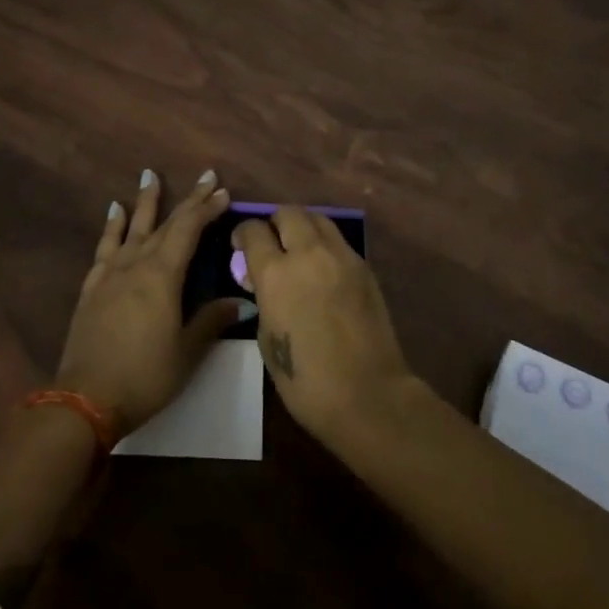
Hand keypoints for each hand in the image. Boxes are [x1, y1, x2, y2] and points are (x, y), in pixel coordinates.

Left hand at [55, 168, 242, 436]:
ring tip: (149, 175)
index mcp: (162, 275)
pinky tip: (115, 212)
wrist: (85, 399)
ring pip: (132, 227)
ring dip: (144, 201)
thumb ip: (211, 320)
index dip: (207, 209)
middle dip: (188, 200)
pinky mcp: (92, 287)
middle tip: (205, 177)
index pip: (188, 230)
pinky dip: (112, 226)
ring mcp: (110, 274)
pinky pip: (105, 246)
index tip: (223, 191)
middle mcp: (136, 264)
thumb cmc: (145, 375)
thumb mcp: (187, 352)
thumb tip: (242, 302)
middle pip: (165, 224)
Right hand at [234, 206, 413, 444]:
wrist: (368, 394)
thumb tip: (263, 284)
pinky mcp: (364, 266)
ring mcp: (341, 256)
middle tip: (271, 244)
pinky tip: (322, 269)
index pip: (253, 231)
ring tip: (298, 250)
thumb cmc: (306, 381)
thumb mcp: (267, 339)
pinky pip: (338, 241)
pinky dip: (324, 245)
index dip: (242, 235)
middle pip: (287, 213)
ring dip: (302, 227)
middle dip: (274, 223)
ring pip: (317, 218)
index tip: (240, 247)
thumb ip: (263, 300)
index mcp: (276, 273)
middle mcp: (308, 253)